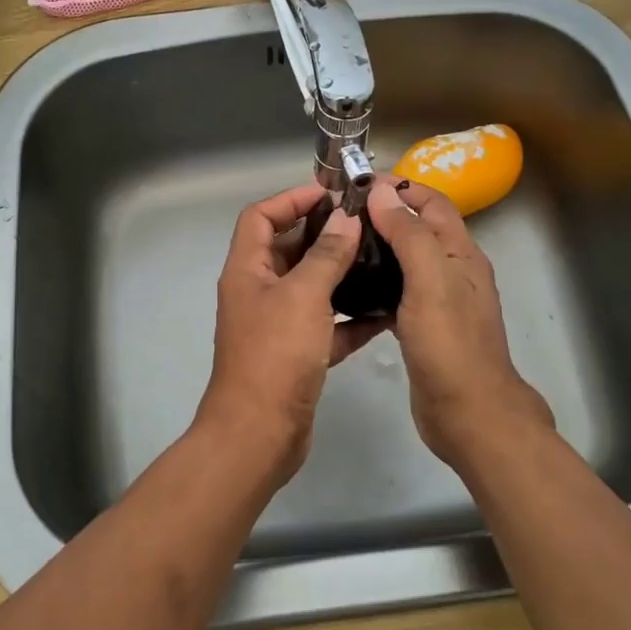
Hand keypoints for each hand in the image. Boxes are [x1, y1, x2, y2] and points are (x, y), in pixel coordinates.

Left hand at [197, 185, 386, 477]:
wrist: (259, 435)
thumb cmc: (275, 356)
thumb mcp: (303, 297)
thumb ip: (326, 255)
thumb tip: (345, 218)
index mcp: (247, 270)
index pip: (260, 217)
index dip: (291, 199)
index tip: (331, 194)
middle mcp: (258, 292)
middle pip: (287, 249)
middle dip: (322, 233)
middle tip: (365, 224)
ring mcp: (277, 325)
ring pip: (309, 287)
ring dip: (339, 273)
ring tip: (379, 259)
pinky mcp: (297, 355)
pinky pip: (325, 325)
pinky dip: (349, 318)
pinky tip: (383, 312)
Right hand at [366, 180, 552, 466]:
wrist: (468, 415)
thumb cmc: (450, 345)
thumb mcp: (431, 281)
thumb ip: (408, 235)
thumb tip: (381, 192)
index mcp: (462, 254)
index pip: (432, 203)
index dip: (400, 187)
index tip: (358, 183)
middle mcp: (453, 272)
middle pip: (419, 229)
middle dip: (384, 214)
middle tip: (339, 214)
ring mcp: (439, 301)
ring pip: (406, 261)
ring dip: (379, 247)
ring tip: (340, 244)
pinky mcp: (423, 327)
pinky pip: (398, 292)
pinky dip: (377, 282)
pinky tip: (350, 288)